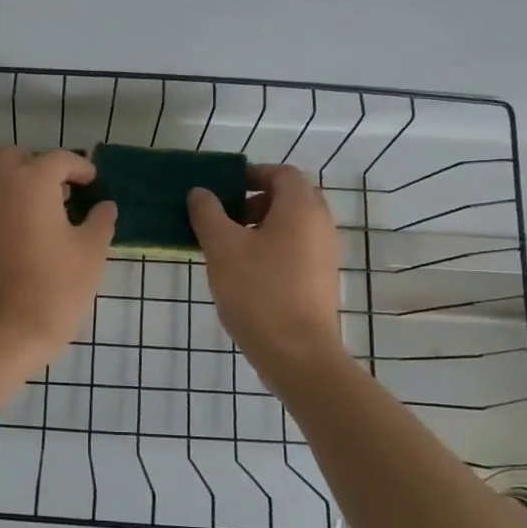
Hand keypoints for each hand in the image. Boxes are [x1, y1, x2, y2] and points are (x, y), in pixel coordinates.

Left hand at [0, 148, 116, 366]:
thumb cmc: (55, 288)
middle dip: (38, 166)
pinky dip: (0, 210)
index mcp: (31, 183)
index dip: (79, 167)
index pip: (57, 159)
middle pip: (14, 158)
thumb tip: (105, 207)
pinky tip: (17, 237)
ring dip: (16, 185)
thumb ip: (100, 222)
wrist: (3, 334)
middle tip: (61, 191)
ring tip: (39, 212)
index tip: (91, 182)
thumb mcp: (91, 253)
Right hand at [188, 165, 343, 381]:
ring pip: (293, 224)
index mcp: (301, 208)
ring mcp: (325, 253)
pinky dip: (273, 246)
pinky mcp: (321, 278)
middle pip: (290, 196)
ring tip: (230, 246)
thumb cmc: (258, 292)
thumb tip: (201, 192)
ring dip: (262, 225)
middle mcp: (321, 224)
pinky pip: (297, 247)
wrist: (297, 354)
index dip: (252, 174)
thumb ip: (208, 213)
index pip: (281, 173)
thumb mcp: (222, 248)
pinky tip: (246, 271)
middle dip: (255, 200)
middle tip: (225, 216)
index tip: (223, 188)